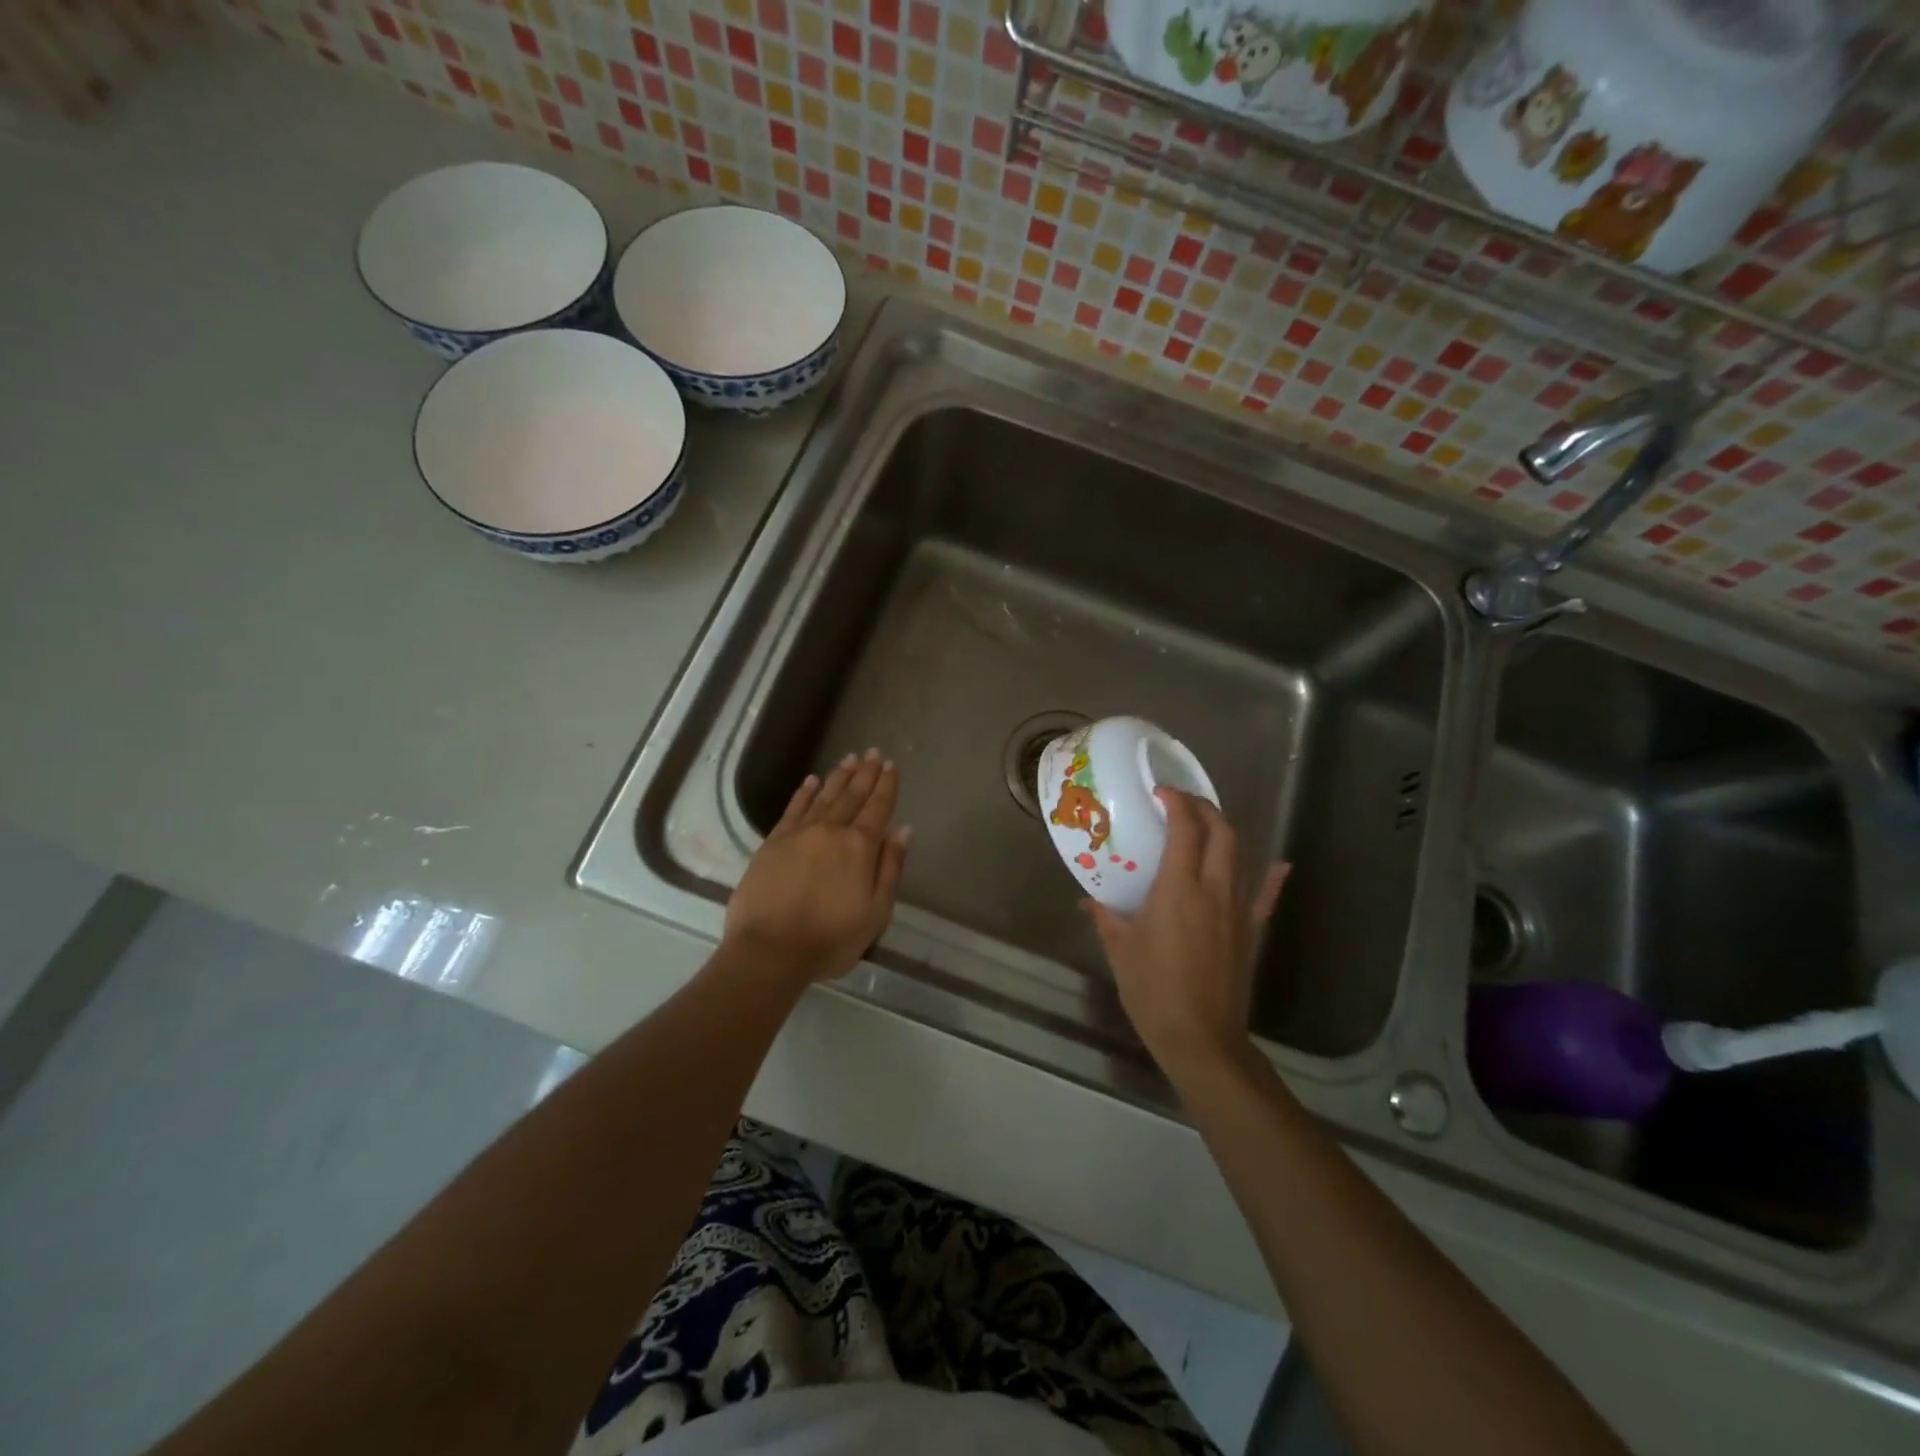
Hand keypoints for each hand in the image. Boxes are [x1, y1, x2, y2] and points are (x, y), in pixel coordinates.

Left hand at [721, 749, 911, 989]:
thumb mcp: (876, 912)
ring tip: (850, 759)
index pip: (878, 808)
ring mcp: (798, 834)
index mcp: (859, 847)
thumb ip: (890, 868)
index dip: (887, 786)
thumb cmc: (830, 939)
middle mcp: (830, 831)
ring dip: (838, 776)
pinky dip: (803, 793)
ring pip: (823, 796)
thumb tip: (903, 830)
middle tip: (874, 752)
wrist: (769, 951)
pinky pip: (792, 809)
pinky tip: (810, 781)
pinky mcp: (772, 843)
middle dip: (866, 773)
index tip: (892, 766)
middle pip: (852, 795)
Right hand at [1084, 789, 1286, 1076]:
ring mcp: (1238, 910)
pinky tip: (1280, 863)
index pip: (1185, 829)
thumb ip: (1105, 917)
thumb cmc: (1152, 990)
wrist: (1200, 1037)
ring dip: (1226, 833)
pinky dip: (1272, 877)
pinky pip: (1265, 896)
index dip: (1177, 802)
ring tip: (1207, 826)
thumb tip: (1088, 900)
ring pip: (1241, 856)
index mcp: (1178, 889)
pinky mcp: (1251, 932)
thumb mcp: (1120, 950)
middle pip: (1221, 833)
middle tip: (1183, 804)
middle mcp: (1214, 890)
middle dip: (1205, 809)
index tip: (1162, 792)